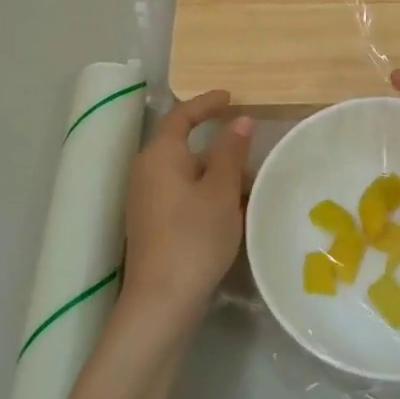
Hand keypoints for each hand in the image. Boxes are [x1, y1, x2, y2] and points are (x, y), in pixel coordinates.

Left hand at [119, 90, 253, 336]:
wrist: (162, 301)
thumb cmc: (194, 237)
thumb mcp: (221, 191)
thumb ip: (231, 152)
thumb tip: (240, 120)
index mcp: (160, 155)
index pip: (182, 116)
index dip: (206, 104)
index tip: (230, 97)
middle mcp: (147, 172)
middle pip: (185, 147)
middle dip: (220, 148)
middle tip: (253, 151)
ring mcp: (147, 200)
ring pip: (188, 174)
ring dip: (218, 176)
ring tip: (252, 186)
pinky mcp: (153, 225)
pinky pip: (184, 196)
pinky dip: (208, 195)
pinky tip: (233, 213)